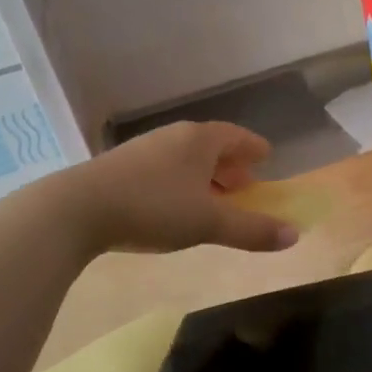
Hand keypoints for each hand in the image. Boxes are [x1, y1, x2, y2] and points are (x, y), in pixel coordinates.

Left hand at [68, 121, 299, 254]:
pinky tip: (175, 205)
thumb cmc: (153, 208)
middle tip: (244, 186)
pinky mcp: (121, 167)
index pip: (236, 136)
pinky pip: (164, 169)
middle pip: (211, 146)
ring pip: (185, 158)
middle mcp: (173, 137)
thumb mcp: (208, 223)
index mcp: (199, 140)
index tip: (267, 158)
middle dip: (230, 165)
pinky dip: (181, 182)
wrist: (77, 209)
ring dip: (204, 175)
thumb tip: (294, 235)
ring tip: (212, 199)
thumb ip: (252, 230)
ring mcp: (143, 150)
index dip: (254, 148)